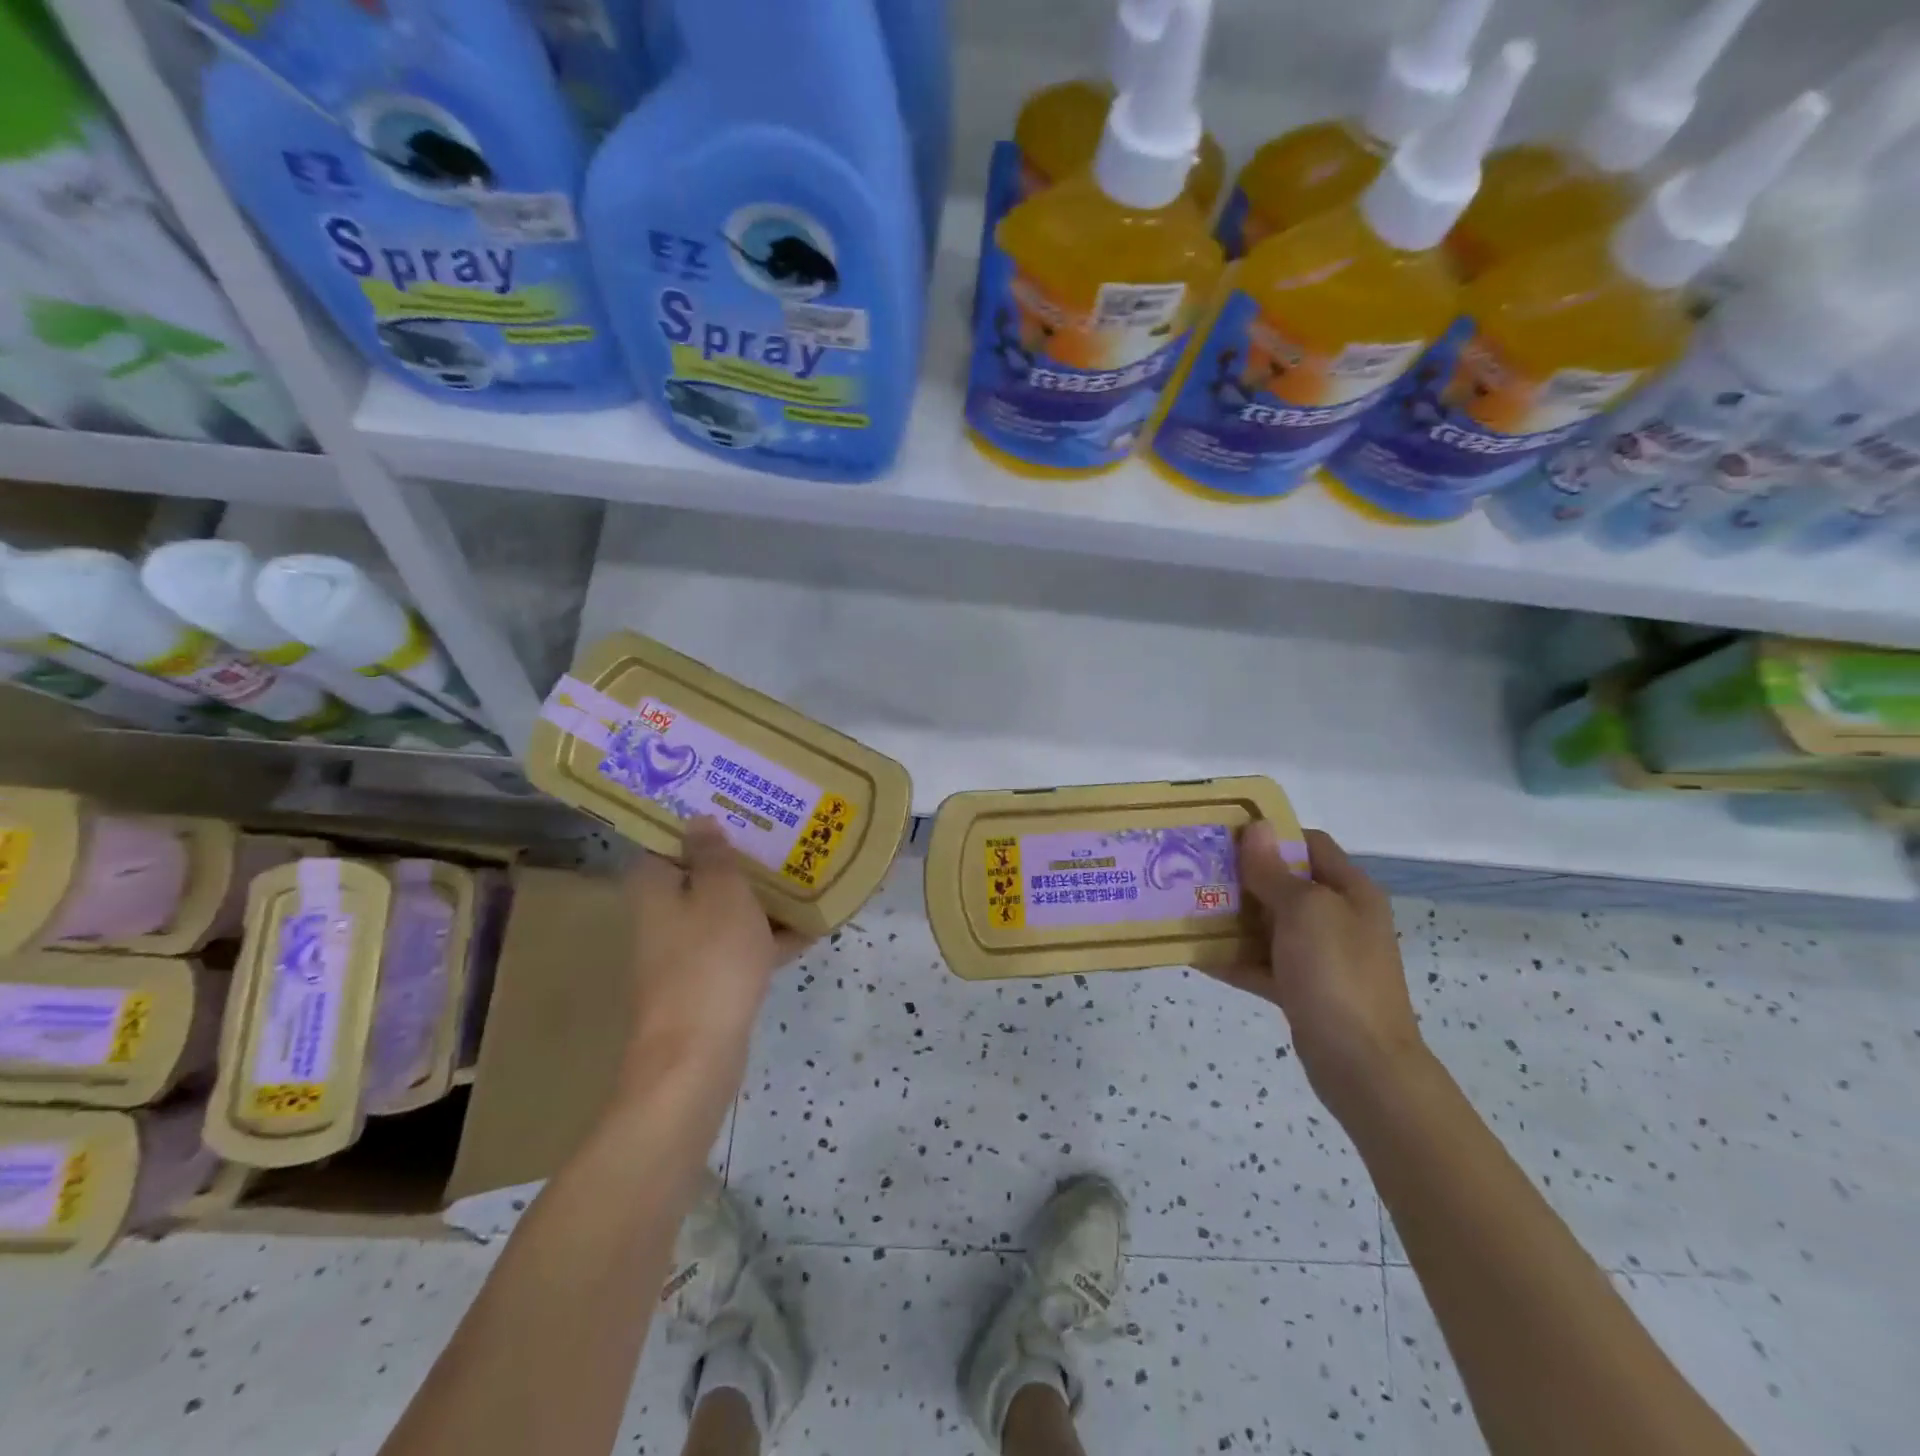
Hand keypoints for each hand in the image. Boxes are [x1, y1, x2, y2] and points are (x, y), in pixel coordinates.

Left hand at [624, 816, 811, 1059]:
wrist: (697, 1052)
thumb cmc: (709, 958)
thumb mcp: (721, 892)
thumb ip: (714, 853)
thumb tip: (699, 819)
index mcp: (656, 886)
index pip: (669, 840)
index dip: (700, 820)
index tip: (736, 804)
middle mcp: (664, 915)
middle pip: (703, 875)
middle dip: (740, 858)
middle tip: (780, 834)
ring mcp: (686, 951)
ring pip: (726, 911)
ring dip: (761, 898)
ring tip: (804, 873)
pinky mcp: (709, 981)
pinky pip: (743, 946)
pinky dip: (771, 937)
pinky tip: (813, 925)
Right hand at [1209, 823, 1424, 1107]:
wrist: (1363, 1066)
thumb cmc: (1336, 974)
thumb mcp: (1304, 911)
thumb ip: (1274, 871)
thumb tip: (1256, 827)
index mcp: (1349, 891)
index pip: (1308, 844)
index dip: (1269, 835)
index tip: (1224, 835)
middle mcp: (1337, 918)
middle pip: (1283, 883)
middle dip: (1240, 876)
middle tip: (1193, 869)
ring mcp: (1320, 956)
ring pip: (1268, 925)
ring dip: (1231, 917)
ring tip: (1186, 907)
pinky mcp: (1302, 989)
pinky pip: (1261, 963)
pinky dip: (1233, 958)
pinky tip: (1195, 953)